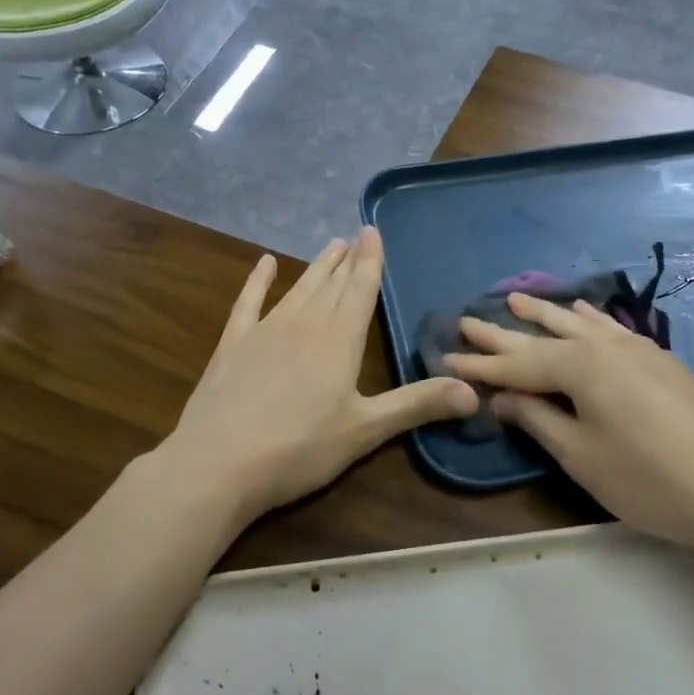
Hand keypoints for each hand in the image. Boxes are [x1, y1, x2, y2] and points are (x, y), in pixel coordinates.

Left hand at [162, 228, 477, 525]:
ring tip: (330, 245)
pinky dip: (258, 281)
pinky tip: (265, 263)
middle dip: (346, 260)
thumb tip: (475, 392)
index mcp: (339, 341)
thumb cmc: (299, 449)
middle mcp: (304, 325)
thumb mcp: (365, 431)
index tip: (372, 231)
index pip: (360, 290)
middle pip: (330, 284)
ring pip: (298, 289)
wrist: (218, 463)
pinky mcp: (233, 345)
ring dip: (316, 267)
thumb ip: (417, 405)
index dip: (370, 261)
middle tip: (355, 234)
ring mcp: (265, 331)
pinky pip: (249, 302)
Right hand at [444, 294, 693, 552]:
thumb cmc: (646, 479)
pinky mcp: (657, 359)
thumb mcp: (580, 455)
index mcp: (579, 367)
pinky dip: (588, 317)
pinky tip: (581, 309)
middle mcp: (603, 345)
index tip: (445, 357)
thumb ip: (537, 419)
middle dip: (503, 333)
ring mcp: (635, 347)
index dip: (480, 366)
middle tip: (467, 319)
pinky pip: (609, 326)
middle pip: (543, 338)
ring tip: (516, 300)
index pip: (517, 365)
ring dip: (545, 314)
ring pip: (578, 323)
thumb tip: (500, 396)